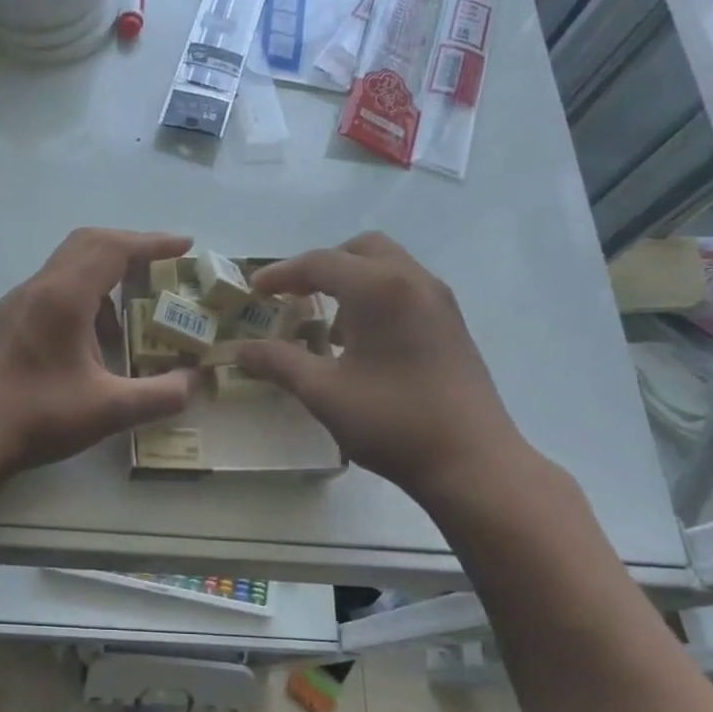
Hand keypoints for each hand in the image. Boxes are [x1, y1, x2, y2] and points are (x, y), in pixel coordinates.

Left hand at [0, 228, 199, 481]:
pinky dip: (76, 298)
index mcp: (63, 297)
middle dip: (128, 249)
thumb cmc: (39, 418)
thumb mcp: (109, 411)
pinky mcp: (0, 322)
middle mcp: (36, 288)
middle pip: (86, 244)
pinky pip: (46, 292)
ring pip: (64, 268)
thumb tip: (193, 382)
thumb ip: (160, 395)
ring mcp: (12, 304)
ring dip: (100, 280)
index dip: (152, 243)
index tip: (184, 246)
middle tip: (159, 268)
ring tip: (123, 323)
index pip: (113, 249)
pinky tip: (83, 343)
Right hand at [236, 233, 531, 509]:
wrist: (473, 461)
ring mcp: (439, 301)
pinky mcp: (452, 324)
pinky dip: (376, 297)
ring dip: (351, 280)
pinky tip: (363, 342)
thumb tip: (239, 350)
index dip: (281, 274)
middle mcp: (413, 281)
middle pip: (360, 249)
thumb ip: (279, 363)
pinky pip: (406, 288)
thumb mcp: (323, 392)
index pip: (320, 263)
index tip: (254, 290)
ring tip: (328, 324)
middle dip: (322, 266)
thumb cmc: (392, 421)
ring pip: (388, 266)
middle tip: (295, 296)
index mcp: (380, 289)